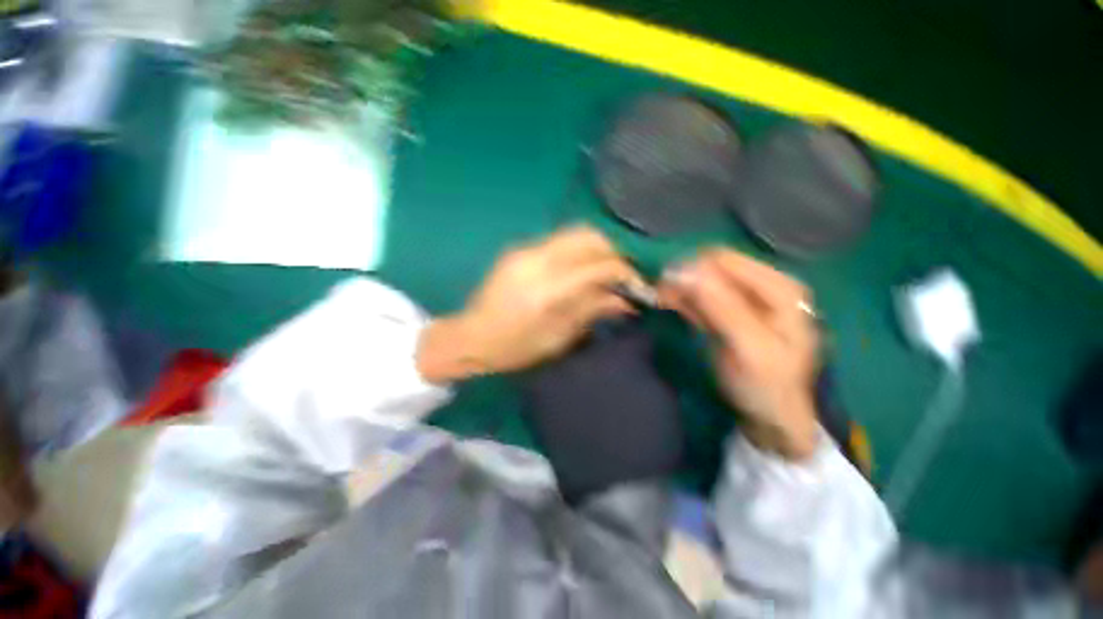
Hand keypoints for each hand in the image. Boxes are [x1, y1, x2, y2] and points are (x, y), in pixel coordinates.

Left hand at [418, 227, 643, 381]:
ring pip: (574, 233)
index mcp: (548, 289)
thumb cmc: (514, 348)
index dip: (625, 271)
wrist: (470, 337)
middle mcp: (537, 260)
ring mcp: (525, 250)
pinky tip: (581, 268)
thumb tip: (627, 300)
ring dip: (596, 247)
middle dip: (613, 250)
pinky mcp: (519, 249)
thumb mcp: (559, 337)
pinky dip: (577, 250)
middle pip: (588, 236)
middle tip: (624, 272)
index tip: (638, 284)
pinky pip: (558, 241)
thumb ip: (593, 310)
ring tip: (606, 269)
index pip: (599, 265)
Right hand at [658, 250, 820, 458]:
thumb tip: (683, 270)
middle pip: (712, 267)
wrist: (770, 416)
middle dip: (684, 279)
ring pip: (703, 280)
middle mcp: (762, 285)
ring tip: (662, 303)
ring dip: (680, 289)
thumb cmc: (764, 384)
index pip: (724, 260)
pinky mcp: (729, 310)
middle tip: (660, 298)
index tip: (665, 289)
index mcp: (778, 287)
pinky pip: (701, 295)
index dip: (691, 270)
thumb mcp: (746, 346)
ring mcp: (746, 298)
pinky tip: (671, 307)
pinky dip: (683, 299)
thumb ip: (720, 306)